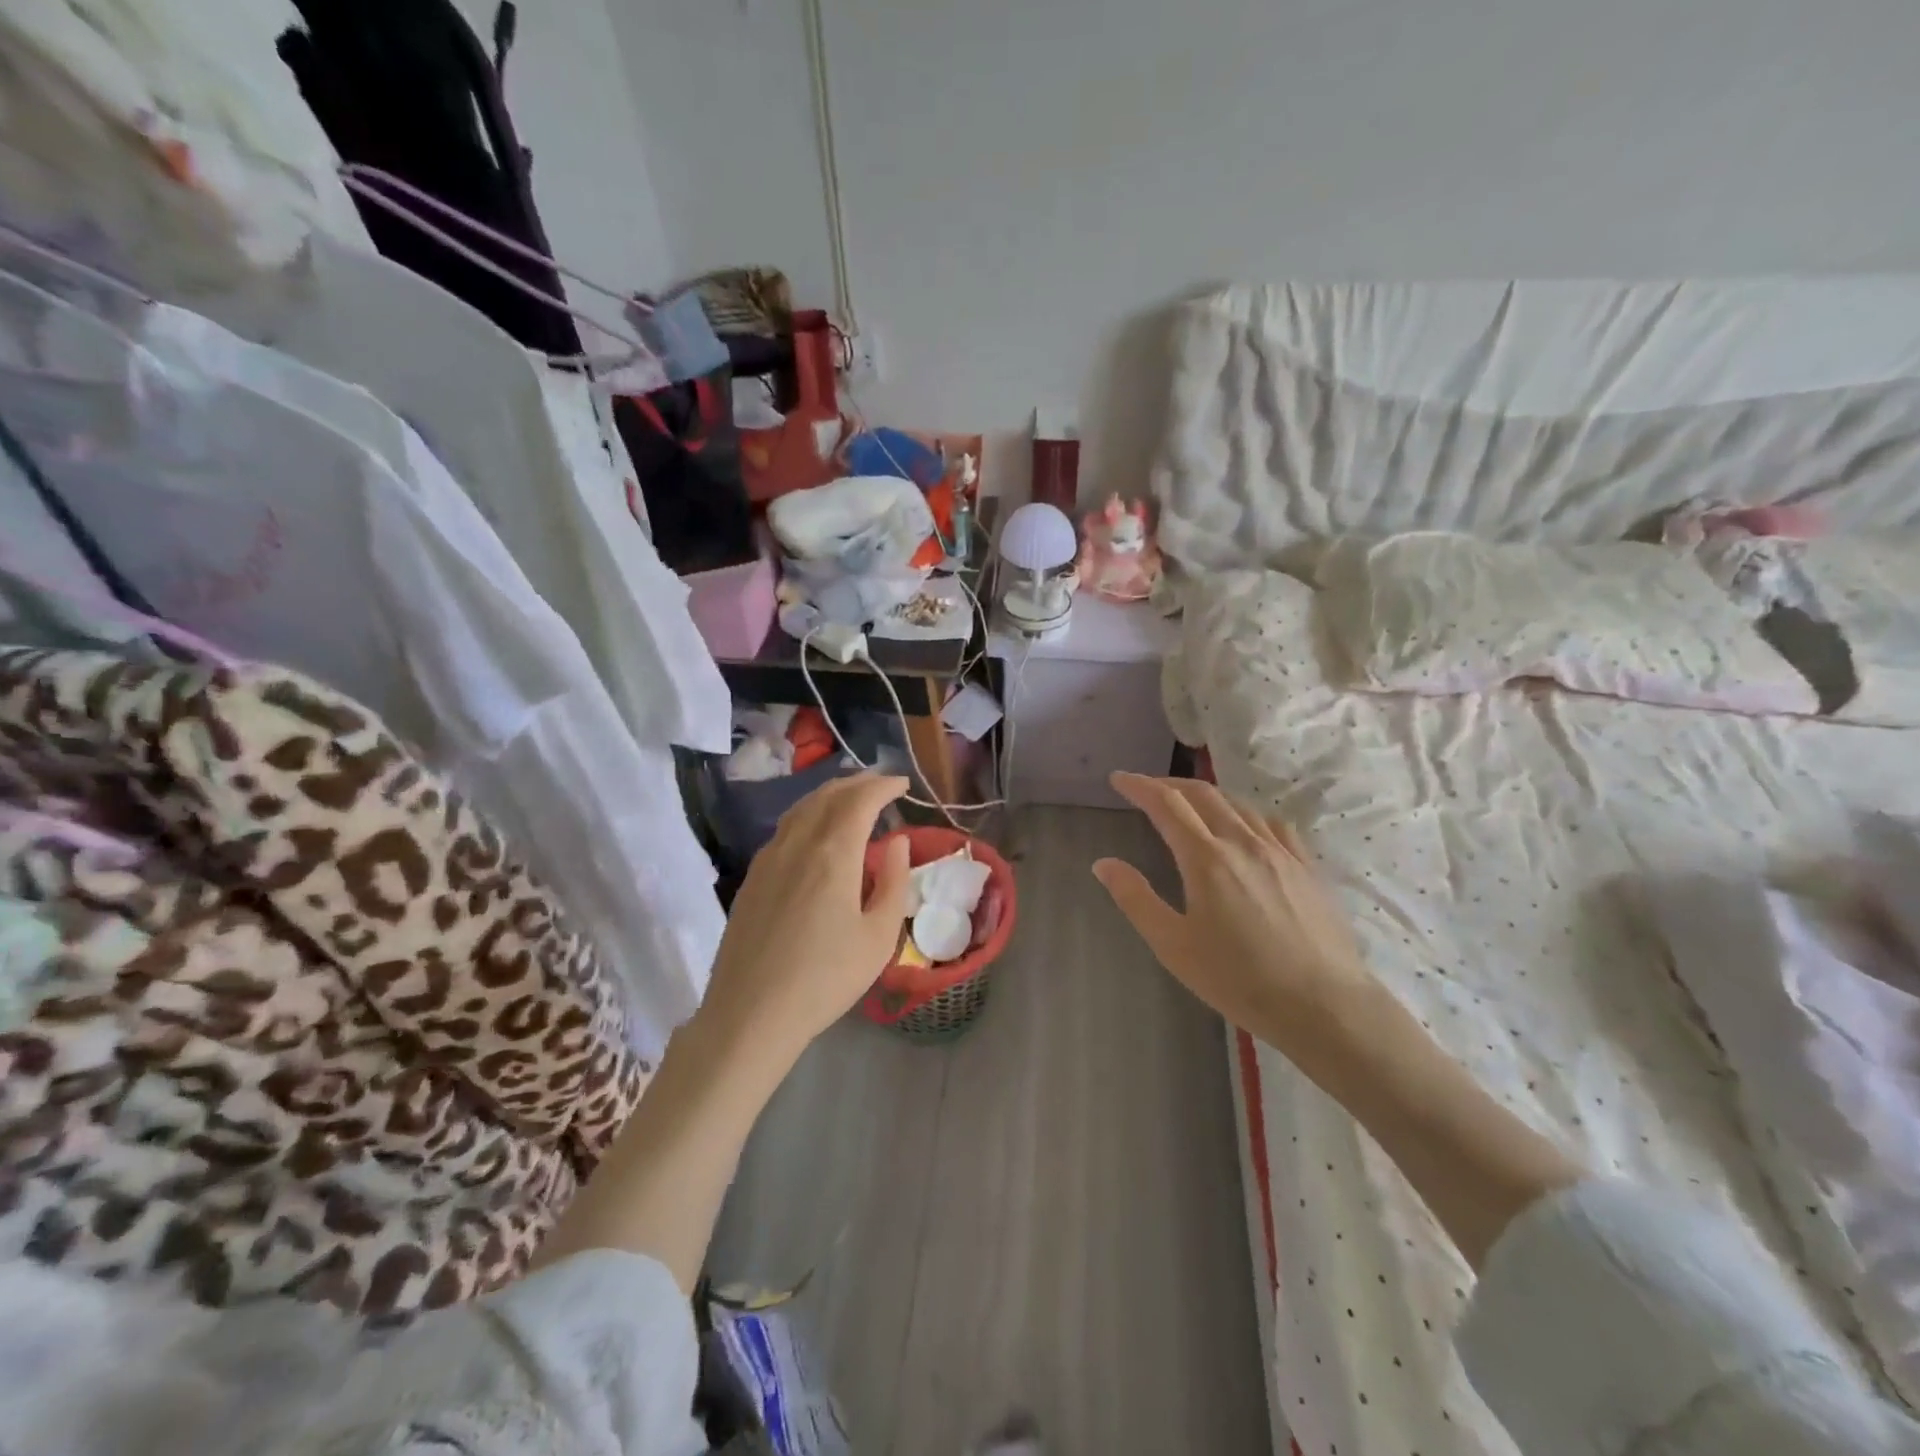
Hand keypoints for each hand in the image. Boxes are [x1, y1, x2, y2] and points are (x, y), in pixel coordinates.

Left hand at [698, 774, 913, 1065]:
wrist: (751, 1013)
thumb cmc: (826, 978)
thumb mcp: (878, 936)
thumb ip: (895, 881)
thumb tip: (898, 842)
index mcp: (833, 852)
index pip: (860, 799)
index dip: (883, 785)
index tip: (903, 785)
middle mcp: (797, 842)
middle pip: (828, 795)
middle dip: (858, 783)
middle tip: (882, 786)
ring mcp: (768, 857)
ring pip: (802, 808)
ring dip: (831, 795)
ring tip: (852, 800)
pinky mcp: (752, 877)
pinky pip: (785, 828)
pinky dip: (809, 815)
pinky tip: (817, 834)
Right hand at [1093, 773, 1371, 1043]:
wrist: (1323, 1005)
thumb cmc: (1239, 979)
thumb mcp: (1173, 946)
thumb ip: (1135, 899)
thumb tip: (1103, 863)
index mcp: (1206, 859)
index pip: (1166, 804)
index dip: (1139, 786)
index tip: (1119, 779)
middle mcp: (1243, 842)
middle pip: (1202, 794)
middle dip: (1169, 784)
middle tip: (1147, 788)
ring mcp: (1280, 851)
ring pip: (1238, 804)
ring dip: (1206, 795)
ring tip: (1189, 804)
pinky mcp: (1307, 866)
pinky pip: (1271, 823)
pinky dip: (1245, 814)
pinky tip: (1244, 827)